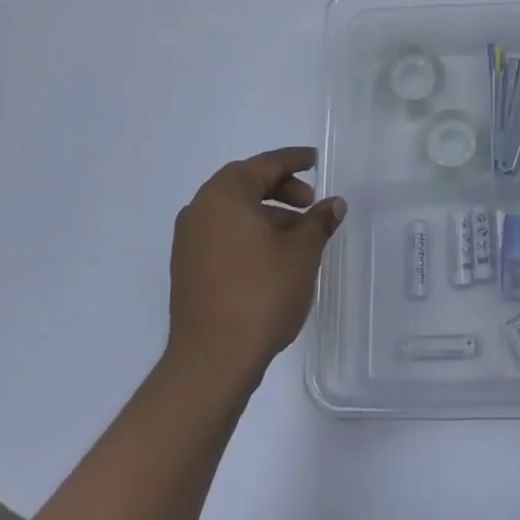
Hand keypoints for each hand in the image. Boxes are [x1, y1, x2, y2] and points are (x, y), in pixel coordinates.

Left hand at [167, 148, 346, 385]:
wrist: (212, 360)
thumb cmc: (261, 293)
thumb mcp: (302, 252)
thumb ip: (318, 221)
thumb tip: (333, 204)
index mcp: (225, 195)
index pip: (265, 165)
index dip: (294, 160)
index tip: (314, 159)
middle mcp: (200, 209)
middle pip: (245, 184)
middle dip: (281, 188)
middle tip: (310, 202)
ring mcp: (188, 241)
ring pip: (234, 211)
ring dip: (266, 213)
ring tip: (298, 235)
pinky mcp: (186, 269)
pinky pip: (223, 234)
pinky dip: (249, 233)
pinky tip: (273, 255)